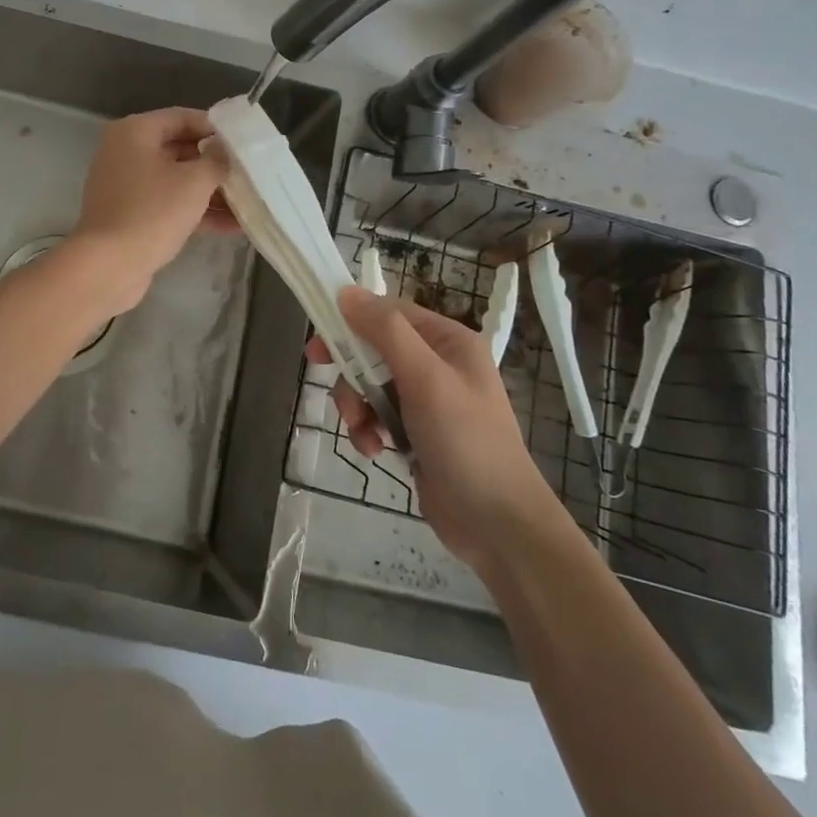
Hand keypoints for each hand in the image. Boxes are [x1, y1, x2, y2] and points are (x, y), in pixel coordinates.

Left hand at [66, 108, 235, 311]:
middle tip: (250, 173)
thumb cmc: (153, 212)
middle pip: (180, 149)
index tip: (245, 142)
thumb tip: (225, 152)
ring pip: (176, 180)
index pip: (182, 117)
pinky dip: (195, 211)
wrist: (109, 265)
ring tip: (249, 203)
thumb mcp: (195, 181)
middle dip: (216, 164)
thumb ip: (217, 160)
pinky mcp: (130, 214)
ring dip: (211, 192)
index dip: (216, 128)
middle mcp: (126, 152)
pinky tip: (232, 226)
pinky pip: (168, 204)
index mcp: (135, 132)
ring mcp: (126, 185)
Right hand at [310, 287, 554, 565]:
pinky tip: (374, 451)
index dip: (351, 323)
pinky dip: (368, 430)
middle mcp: (437, 363)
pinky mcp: (416, 432)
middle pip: (374, 350)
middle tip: (339, 398)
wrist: (497, 524)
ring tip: (364, 433)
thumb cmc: (465, 441)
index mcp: (448, 341)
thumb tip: (346, 292)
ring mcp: (426, 400)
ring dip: (357, 407)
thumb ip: (386, 331)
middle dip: (353, 375)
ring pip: (370, 384)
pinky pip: (377, 415)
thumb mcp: (425, 378)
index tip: (318, 346)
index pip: (388, 313)